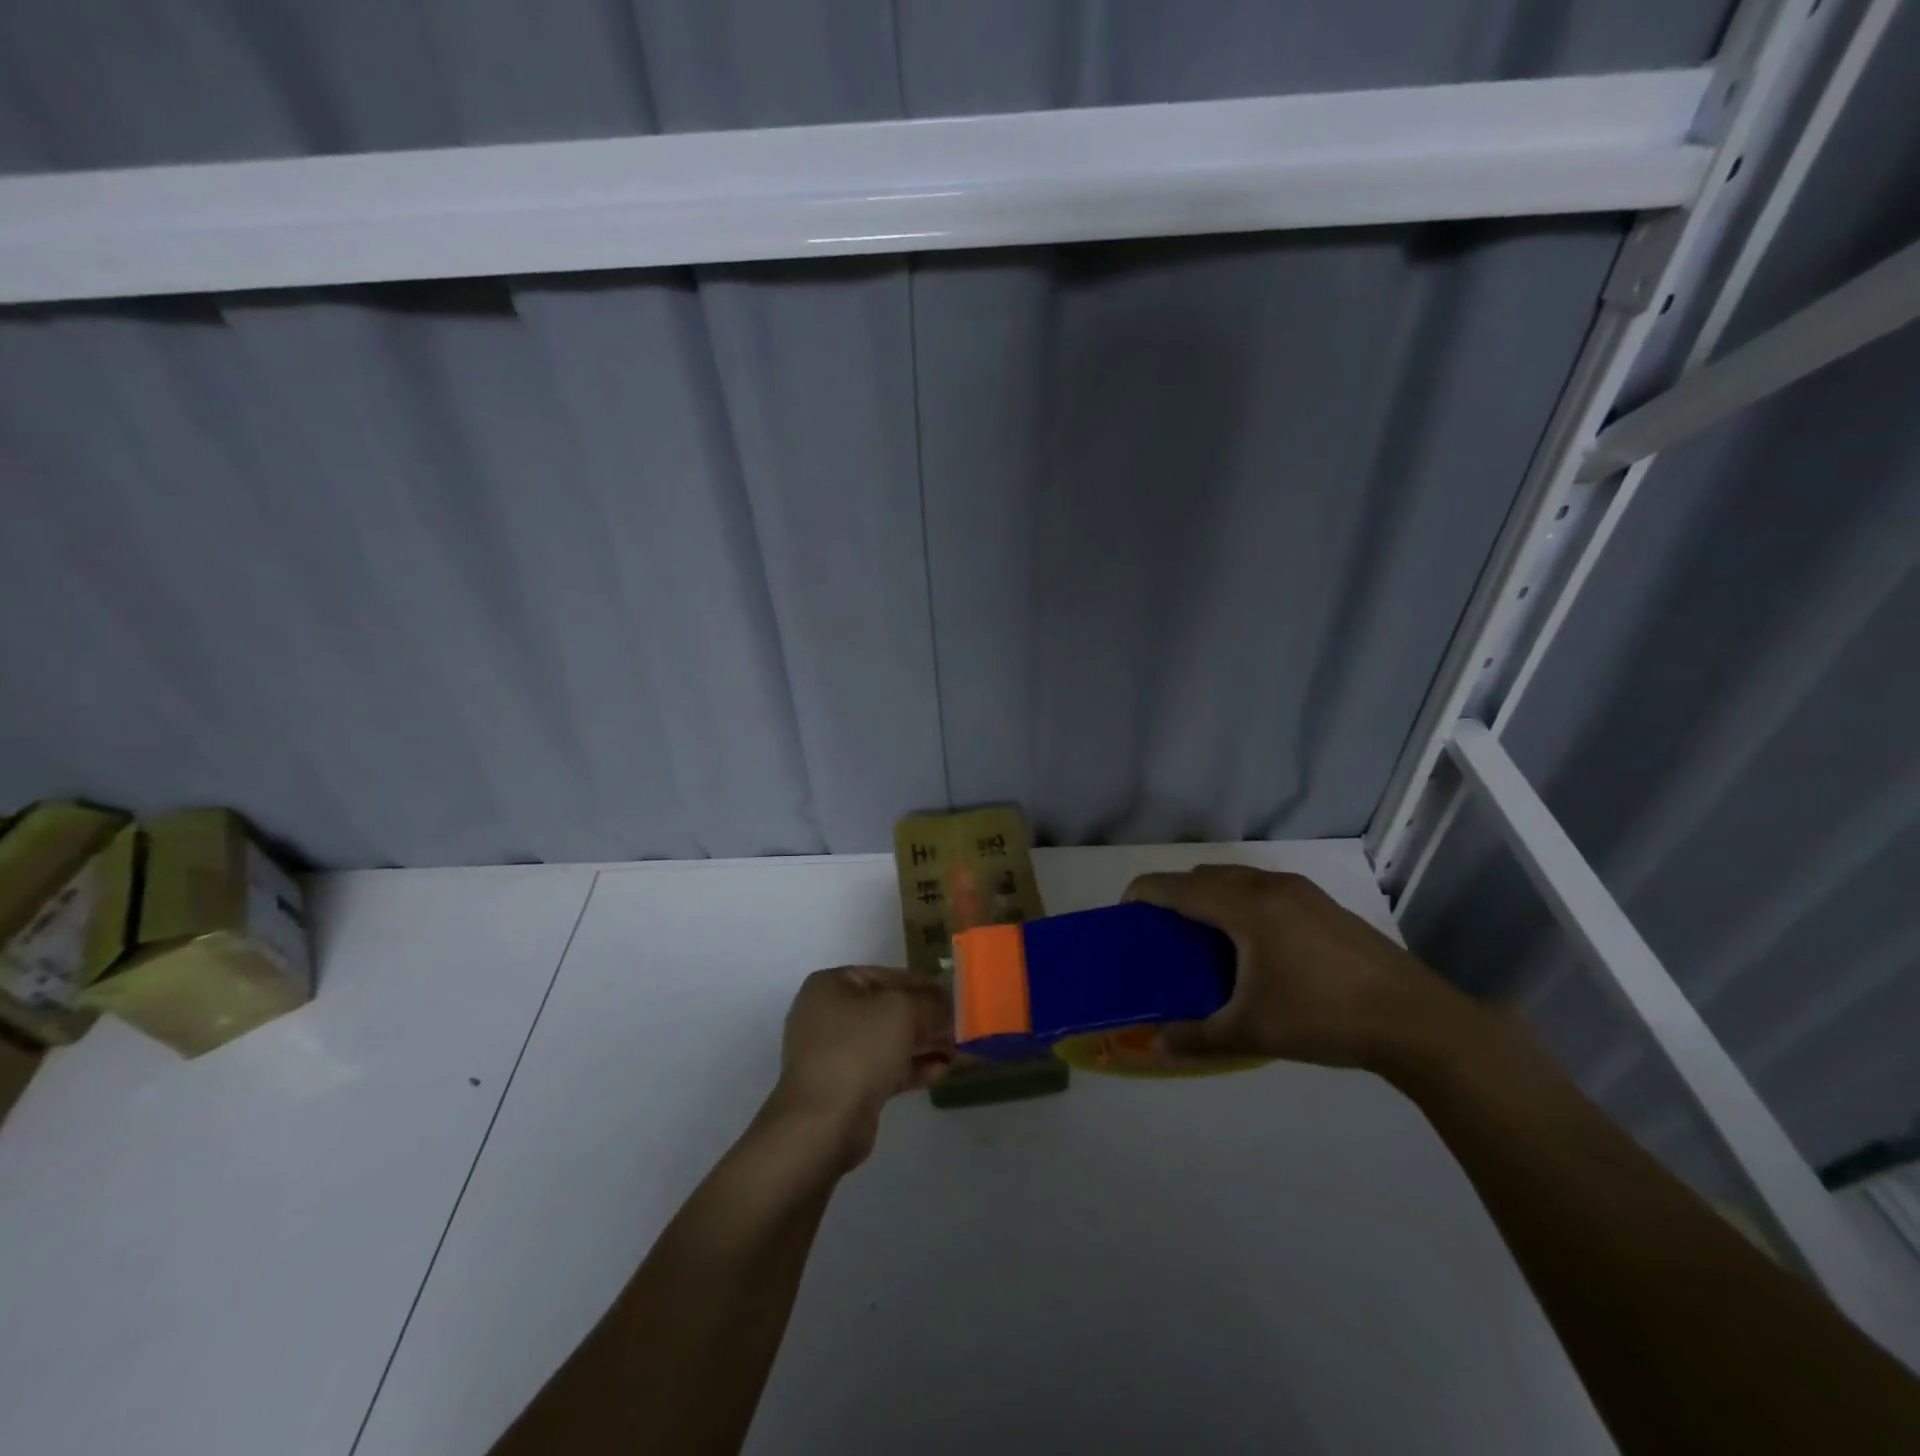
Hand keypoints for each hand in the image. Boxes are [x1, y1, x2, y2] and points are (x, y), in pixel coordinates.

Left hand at [762, 967, 953, 1170]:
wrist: (823, 1122)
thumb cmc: (859, 1049)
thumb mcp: (902, 1011)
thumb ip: (931, 1004)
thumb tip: (949, 1006)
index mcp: (833, 985)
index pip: (889, 976)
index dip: (926, 985)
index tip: (956, 996)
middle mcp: (829, 1013)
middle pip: (889, 1010)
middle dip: (928, 1019)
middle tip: (962, 1027)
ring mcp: (835, 1052)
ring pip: (889, 1041)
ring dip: (925, 1045)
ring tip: (960, 1052)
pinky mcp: (846, 1085)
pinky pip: (885, 1068)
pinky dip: (912, 1067)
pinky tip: (943, 1072)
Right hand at [1124, 865, 1483, 1071]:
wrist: (1417, 1021)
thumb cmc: (1323, 1017)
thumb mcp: (1252, 1031)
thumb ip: (1197, 1037)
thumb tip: (1156, 1047)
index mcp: (1245, 907)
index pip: (1178, 886)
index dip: (1145, 892)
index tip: (1124, 909)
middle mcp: (1269, 886)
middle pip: (1205, 875)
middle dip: (1176, 894)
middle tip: (1162, 931)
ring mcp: (1301, 891)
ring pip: (1237, 878)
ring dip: (1211, 895)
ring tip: (1203, 936)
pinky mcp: (1322, 905)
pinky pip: (1263, 889)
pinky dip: (1240, 902)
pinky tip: (1252, 944)